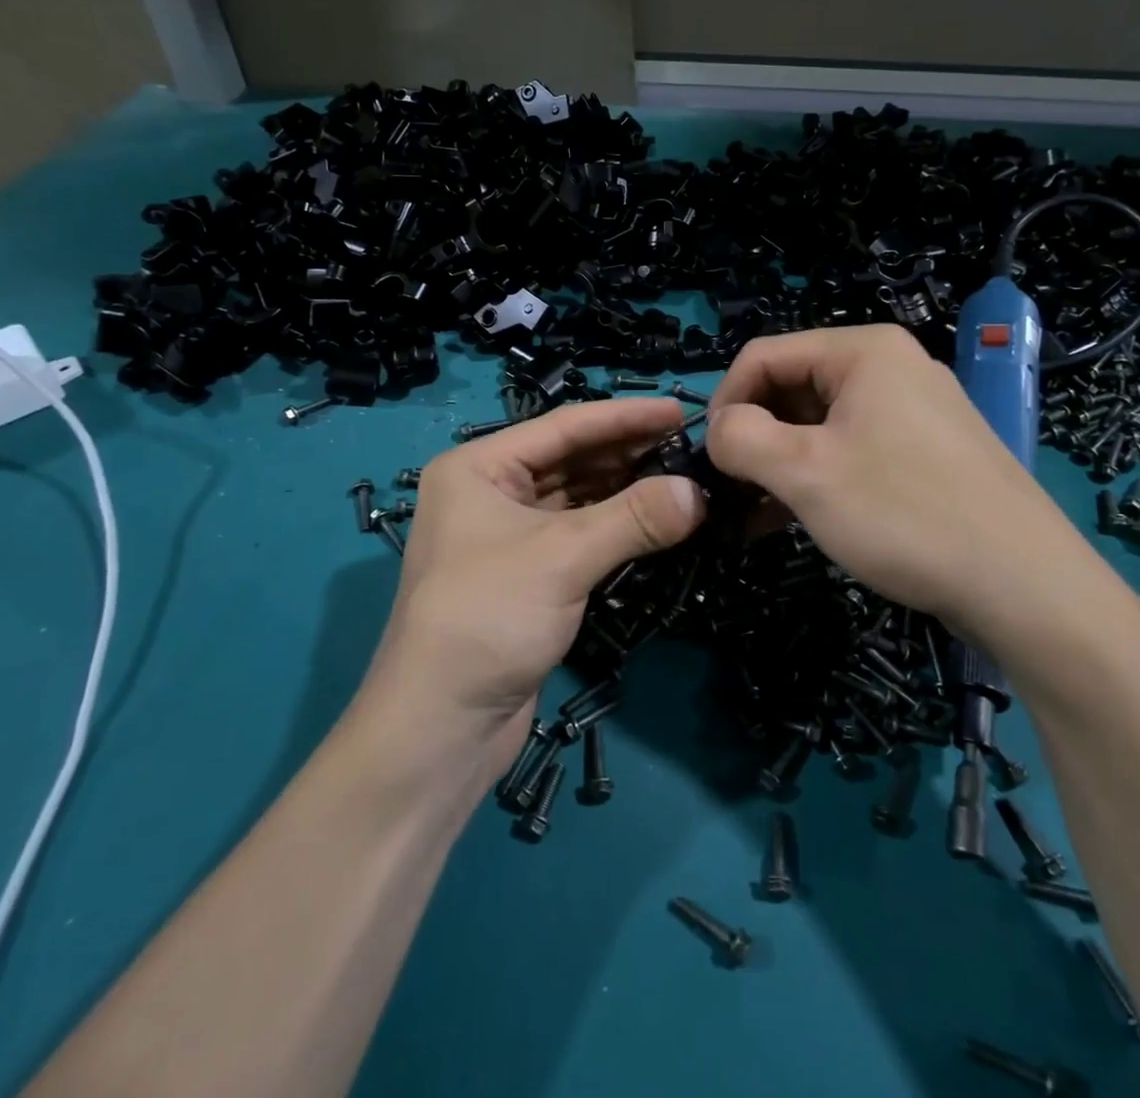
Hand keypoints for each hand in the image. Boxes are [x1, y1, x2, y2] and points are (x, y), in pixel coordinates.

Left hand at [365, 398, 704, 775]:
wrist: (439, 729)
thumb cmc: (487, 618)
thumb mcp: (562, 558)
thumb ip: (634, 519)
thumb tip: (700, 492)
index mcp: (478, 468)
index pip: (563, 427)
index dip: (624, 417)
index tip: (678, 409)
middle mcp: (489, 493)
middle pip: (570, 459)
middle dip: (628, 452)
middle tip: (689, 445)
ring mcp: (507, 536)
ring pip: (577, 498)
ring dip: (626, 489)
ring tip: (682, 477)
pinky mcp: (527, 575)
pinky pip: (578, 534)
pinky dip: (615, 526)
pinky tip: (654, 519)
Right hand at [704, 325, 1087, 645]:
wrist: (1024, 585)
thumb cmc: (903, 512)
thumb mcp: (804, 472)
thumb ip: (740, 439)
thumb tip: (718, 430)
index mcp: (863, 351)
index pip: (764, 355)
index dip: (724, 401)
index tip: (708, 458)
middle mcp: (890, 368)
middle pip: (793, 388)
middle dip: (754, 438)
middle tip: (730, 492)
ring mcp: (913, 412)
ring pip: (820, 425)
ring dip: (780, 464)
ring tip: (753, 515)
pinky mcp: (926, 454)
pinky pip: (853, 451)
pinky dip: (816, 478)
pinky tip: (791, 521)